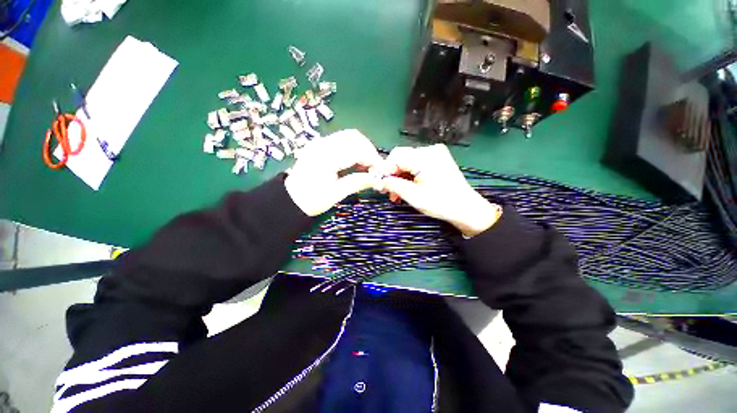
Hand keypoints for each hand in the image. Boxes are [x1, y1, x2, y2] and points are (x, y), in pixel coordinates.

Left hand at [285, 129, 382, 216]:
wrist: (290, 199)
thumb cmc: (311, 200)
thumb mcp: (336, 195)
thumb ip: (357, 183)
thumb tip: (377, 179)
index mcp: (326, 157)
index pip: (357, 149)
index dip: (372, 159)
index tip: (380, 172)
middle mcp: (323, 144)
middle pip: (354, 137)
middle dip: (369, 151)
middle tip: (374, 168)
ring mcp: (320, 142)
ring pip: (349, 136)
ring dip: (362, 148)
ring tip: (366, 165)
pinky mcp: (320, 144)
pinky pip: (342, 140)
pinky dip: (354, 148)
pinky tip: (356, 162)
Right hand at [374, 144, 501, 237]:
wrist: (466, 208)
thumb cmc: (439, 203)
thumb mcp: (412, 195)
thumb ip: (392, 185)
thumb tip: (377, 181)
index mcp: (424, 157)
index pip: (396, 156)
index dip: (384, 169)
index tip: (378, 183)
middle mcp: (430, 150)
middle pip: (402, 158)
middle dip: (392, 174)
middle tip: (387, 191)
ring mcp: (436, 153)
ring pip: (409, 161)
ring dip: (400, 176)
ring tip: (396, 193)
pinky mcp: (439, 159)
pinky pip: (418, 163)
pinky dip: (410, 174)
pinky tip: (408, 186)